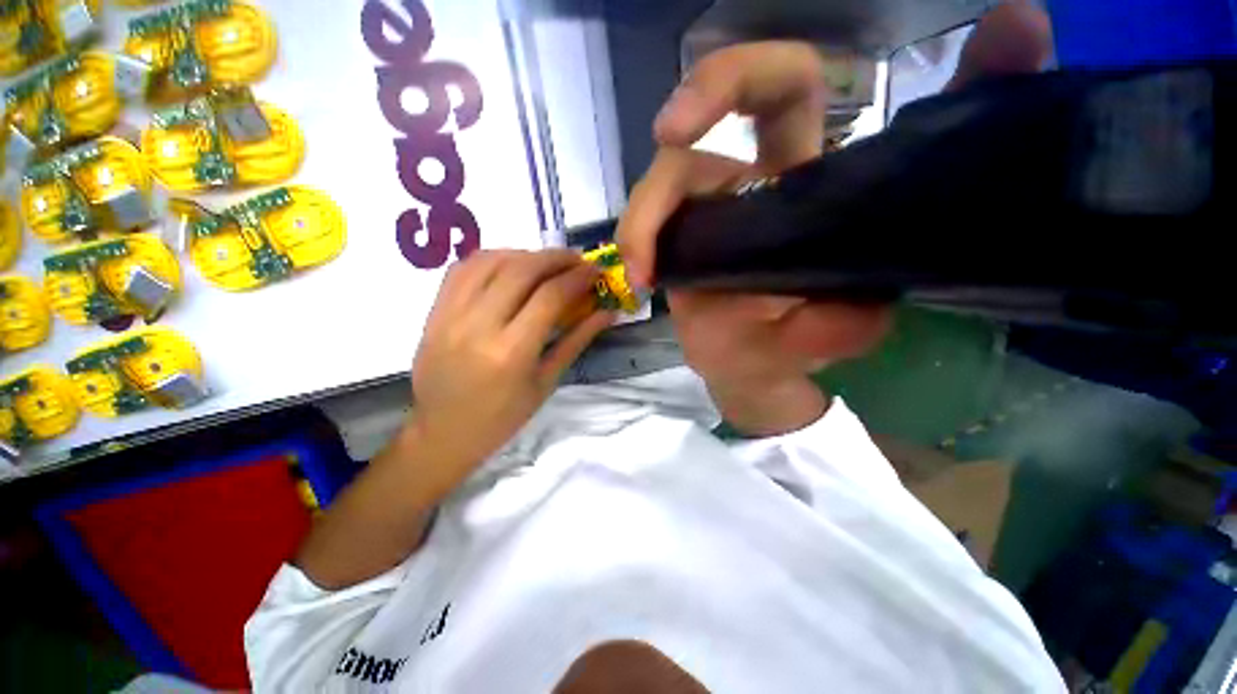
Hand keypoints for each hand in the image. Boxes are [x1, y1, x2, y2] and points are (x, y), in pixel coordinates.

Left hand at [406, 249, 612, 491]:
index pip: (550, 296)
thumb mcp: (546, 382)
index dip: (578, 277)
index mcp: (511, 352)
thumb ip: (577, 341)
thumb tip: (607, 313)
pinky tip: (510, 265)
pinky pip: (463, 268)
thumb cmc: (503, 417)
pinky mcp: (434, 311)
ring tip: (546, 263)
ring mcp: (450, 315)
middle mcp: (478, 326)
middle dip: (556, 258)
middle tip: (577, 260)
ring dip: (525, 254)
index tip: (595, 270)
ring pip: (491, 261)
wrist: (443, 433)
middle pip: (521, 270)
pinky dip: (492, 258)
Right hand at [617, 5, 1051, 436]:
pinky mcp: (672, 253)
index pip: (782, 92)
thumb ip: (867, 306)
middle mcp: (741, 191)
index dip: (764, 74)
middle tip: (672, 132)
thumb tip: (886, 275)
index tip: (776, 77)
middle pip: (713, 118)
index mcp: (800, 184)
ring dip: (646, 218)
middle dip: (695, 104)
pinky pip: (644, 236)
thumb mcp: (848, 325)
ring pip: (661, 185)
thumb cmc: (804, 348)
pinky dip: (637, 246)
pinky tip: (642, 276)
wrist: (754, 377)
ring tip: (648, 268)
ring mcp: (698, 222)